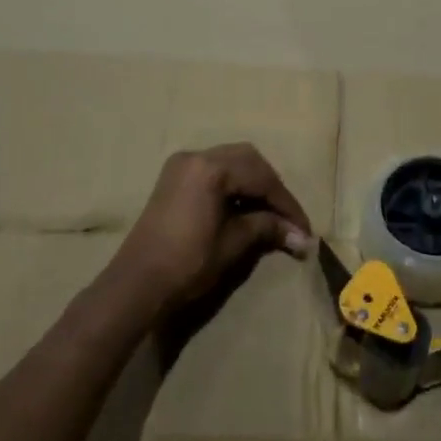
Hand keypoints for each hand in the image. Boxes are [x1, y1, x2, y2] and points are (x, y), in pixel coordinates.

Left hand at [113, 144, 314, 315]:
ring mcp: (182, 165)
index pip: (262, 178)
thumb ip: (267, 228)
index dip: (286, 204)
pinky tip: (245, 208)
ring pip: (232, 162)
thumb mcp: (233, 244)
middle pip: (248, 161)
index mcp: (211, 168)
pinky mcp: (174, 178)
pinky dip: (234, 184)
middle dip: (272, 188)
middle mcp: (196, 156)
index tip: (304, 230)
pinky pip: (214, 170)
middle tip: (287, 218)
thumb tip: (302, 237)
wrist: (136, 284)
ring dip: (254, 184)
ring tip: (270, 214)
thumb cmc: (187, 263)